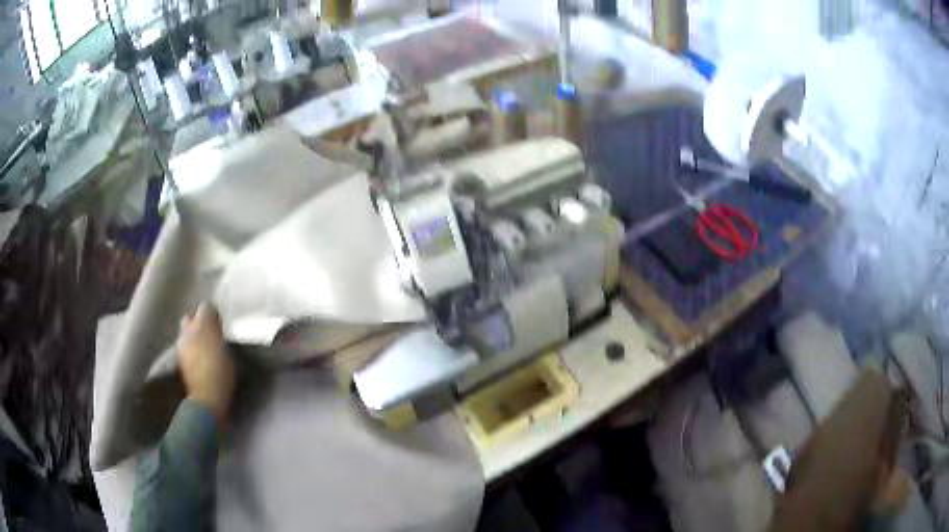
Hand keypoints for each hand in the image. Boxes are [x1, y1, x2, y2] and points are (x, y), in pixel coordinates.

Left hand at [177, 304, 235, 422]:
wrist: (206, 399)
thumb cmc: (222, 375)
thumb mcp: (229, 353)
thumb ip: (220, 338)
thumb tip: (218, 332)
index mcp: (203, 325)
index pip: (206, 306)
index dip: (213, 313)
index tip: (221, 322)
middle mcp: (189, 330)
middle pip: (190, 316)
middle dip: (198, 320)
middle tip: (209, 330)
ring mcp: (181, 344)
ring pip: (185, 330)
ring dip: (193, 333)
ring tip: (203, 344)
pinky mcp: (180, 358)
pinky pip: (184, 345)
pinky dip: (190, 346)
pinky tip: (198, 356)